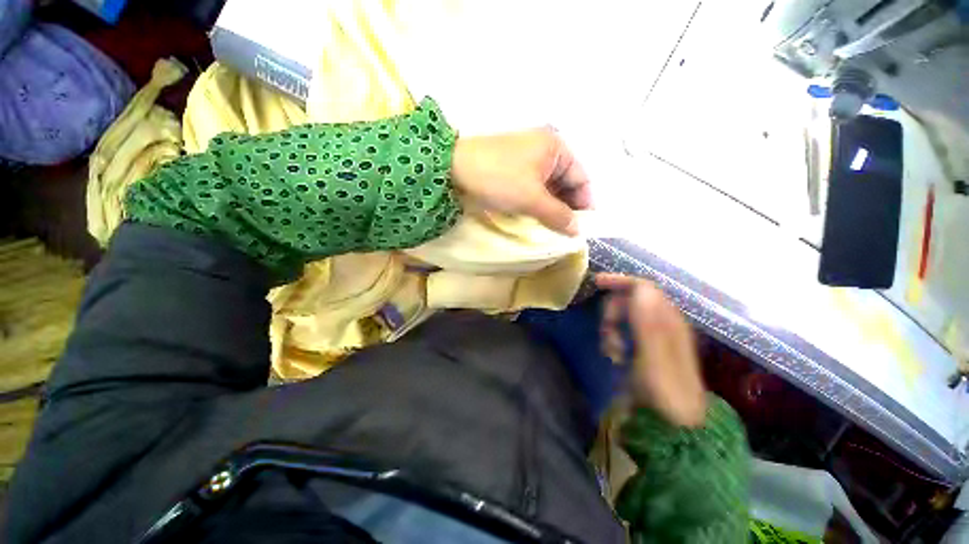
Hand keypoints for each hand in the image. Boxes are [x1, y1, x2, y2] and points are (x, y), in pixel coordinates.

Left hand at [450, 127, 591, 235]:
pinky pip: (534, 187)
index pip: (581, 178)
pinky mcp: (513, 168)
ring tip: (550, 229)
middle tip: (565, 232)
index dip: (584, 204)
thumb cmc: (499, 179)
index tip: (581, 228)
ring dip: (551, 207)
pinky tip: (535, 217)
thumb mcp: (532, 199)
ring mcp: (528, 157)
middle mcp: (545, 149)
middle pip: (565, 182)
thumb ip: (558, 215)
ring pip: (549, 187)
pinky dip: (537, 202)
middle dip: (566, 207)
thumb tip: (577, 231)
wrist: (453, 168)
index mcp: (556, 148)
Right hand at [596, 273, 706, 427]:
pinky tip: (614, 355)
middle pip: (631, 300)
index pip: (645, 288)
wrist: (671, 426)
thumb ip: (649, 324)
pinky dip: (613, 338)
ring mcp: (653, 336)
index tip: (596, 283)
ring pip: (623, 316)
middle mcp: (663, 324)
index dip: (621, 281)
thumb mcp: (655, 361)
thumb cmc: (664, 394)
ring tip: (612, 351)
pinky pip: (621, 331)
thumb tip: (641, 288)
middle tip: (607, 334)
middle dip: (613, 312)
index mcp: (670, 322)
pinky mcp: (643, 347)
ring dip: (611, 328)